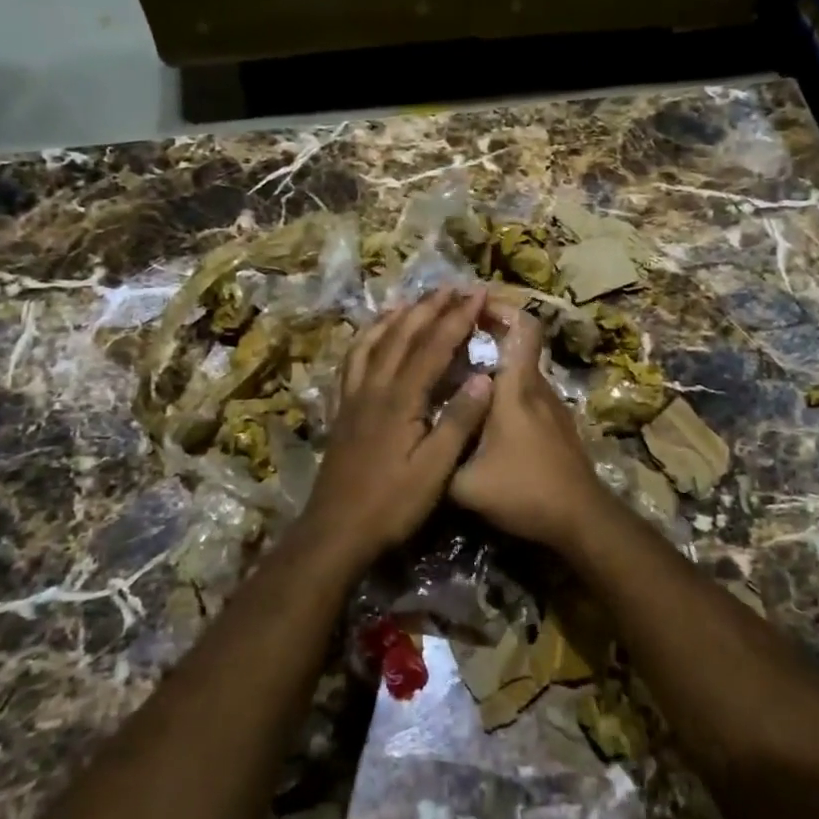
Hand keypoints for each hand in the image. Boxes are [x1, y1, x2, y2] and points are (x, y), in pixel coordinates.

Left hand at [303, 287, 493, 563]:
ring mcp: (353, 397)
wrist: (335, 531)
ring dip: (395, 317)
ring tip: (411, 301)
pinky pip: (351, 362)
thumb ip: (458, 422)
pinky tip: (370, 339)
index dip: (457, 318)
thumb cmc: (391, 504)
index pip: (433, 346)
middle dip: (429, 308)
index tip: (478, 294)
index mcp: (400, 399)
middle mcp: (374, 388)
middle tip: (452, 287)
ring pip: (372, 342)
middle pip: (402, 335)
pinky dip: (364, 341)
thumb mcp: (434, 470)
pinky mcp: (342, 410)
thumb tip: (484, 379)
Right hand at [449, 302, 616, 550]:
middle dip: (488, 332)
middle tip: (451, 337)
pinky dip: (506, 390)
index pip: (522, 327)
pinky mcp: (557, 426)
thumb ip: (439, 456)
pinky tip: (483, 413)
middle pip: (519, 344)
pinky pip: (528, 393)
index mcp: (516, 389)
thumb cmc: (524, 492)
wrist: (580, 520)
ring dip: (495, 364)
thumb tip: (416, 441)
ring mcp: (551, 407)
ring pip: (521, 371)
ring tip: (459, 375)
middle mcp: (537, 388)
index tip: (471, 303)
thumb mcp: (464, 485)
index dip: (500, 307)